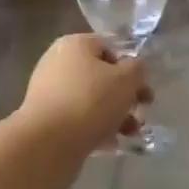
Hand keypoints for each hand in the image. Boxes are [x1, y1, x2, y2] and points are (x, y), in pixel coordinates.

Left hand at [13, 34, 151, 171]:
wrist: (48, 143)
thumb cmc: (90, 101)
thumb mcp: (126, 80)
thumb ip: (137, 69)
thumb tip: (133, 69)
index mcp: (74, 44)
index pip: (110, 48)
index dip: (130, 67)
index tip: (143, 89)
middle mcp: (58, 62)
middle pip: (101, 76)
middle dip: (125, 96)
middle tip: (142, 114)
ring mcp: (49, 91)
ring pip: (91, 100)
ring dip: (115, 115)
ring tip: (130, 134)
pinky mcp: (46, 119)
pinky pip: (78, 118)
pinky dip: (95, 128)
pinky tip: (110, 144)